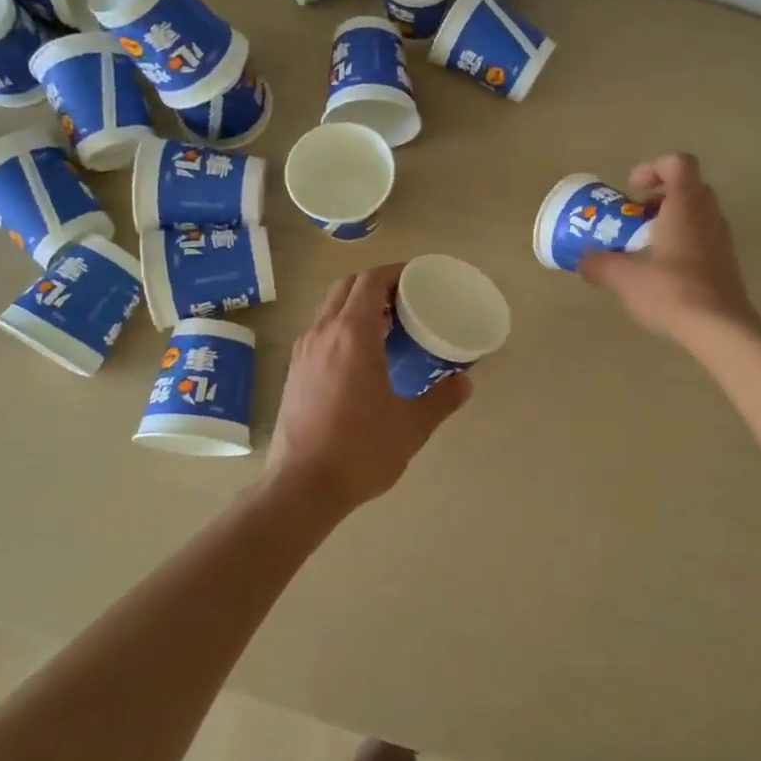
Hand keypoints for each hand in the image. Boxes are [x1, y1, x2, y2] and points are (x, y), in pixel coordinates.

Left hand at [265, 264, 472, 513]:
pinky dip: (343, 325)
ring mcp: (304, 352)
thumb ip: (442, 399)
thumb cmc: (361, 450)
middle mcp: (324, 333)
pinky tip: (363, 355)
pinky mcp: (294, 371)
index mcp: (353, 335)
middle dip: (377, 283)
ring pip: (330, 307)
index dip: (396, 272)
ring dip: (358, 304)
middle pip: (348, 286)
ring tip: (389, 324)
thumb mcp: (412, 425)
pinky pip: (321, 330)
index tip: (419, 279)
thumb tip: (465, 382)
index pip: (371, 281)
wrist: (302, 487)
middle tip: (407, 298)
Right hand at [578, 153, 756, 343]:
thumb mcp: (625, 278)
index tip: (632, 191)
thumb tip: (583, 260)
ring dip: (671, 221)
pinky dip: (683, 243)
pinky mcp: (727, 262)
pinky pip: (704, 238)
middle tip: (636, 218)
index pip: (678, 162)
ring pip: (698, 214)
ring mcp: (722, 238)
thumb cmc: (672, 291)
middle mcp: (708, 214)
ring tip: (646, 248)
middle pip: (688, 187)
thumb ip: (600, 264)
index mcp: (686, 205)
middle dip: (659, 197)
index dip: (653, 168)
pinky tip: (664, 272)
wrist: (720, 328)